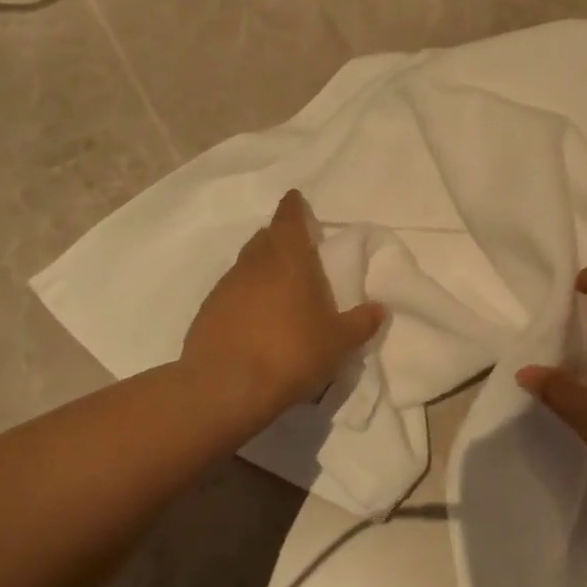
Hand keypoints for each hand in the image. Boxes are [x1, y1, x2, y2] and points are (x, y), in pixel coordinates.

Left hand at [182, 190, 384, 426]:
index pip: (289, 220)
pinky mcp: (207, 313)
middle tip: (294, 247)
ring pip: (246, 265)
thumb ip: (360, 323)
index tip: (296, 199)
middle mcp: (254, 265)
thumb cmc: (291, 353)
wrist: (226, 387)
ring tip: (277, 285)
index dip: (294, 208)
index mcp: (289, 260)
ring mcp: (225, 287)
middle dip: (279, 237)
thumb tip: (380, 308)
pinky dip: (244, 295)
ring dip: (261, 268)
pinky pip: (231, 292)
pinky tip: (254, 316)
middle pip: (265, 239)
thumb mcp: (338, 343)